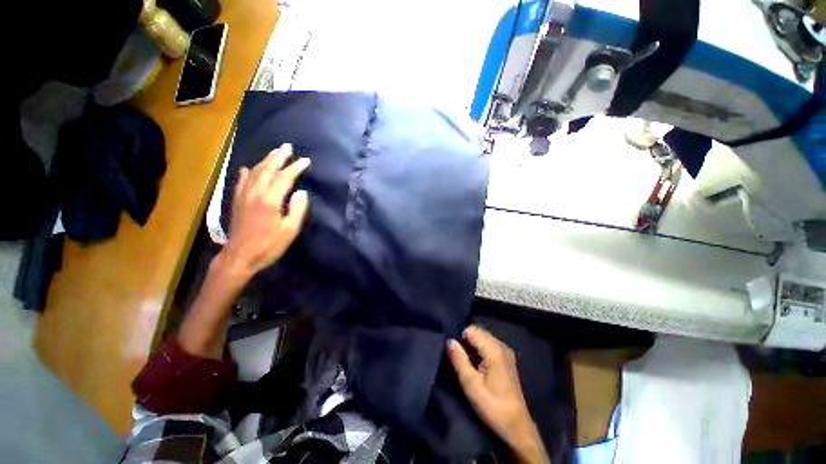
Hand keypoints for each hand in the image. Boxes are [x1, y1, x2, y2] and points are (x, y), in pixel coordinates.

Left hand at [222, 143, 309, 277]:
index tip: (306, 161)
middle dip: (279, 157)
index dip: (296, 167)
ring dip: (265, 160)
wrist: (239, 256)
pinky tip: (247, 167)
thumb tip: (302, 192)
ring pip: (254, 171)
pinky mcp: (237, 200)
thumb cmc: (269, 245)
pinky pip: (241, 181)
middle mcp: (255, 193)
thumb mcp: (290, 231)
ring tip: (275, 152)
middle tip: (287, 147)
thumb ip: (297, 210)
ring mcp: (244, 195)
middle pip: (268, 169)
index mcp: (270, 200)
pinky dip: (246, 172)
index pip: (285, 178)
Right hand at [448, 326, 547, 463]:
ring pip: (483, 337)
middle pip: (478, 331)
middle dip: (466, 341)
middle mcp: (501, 345)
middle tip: (459, 358)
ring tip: (466, 362)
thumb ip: (459, 360)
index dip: (460, 338)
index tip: (454, 353)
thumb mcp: (471, 385)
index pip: (471, 330)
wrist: (516, 426)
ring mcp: (506, 351)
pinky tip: (477, 365)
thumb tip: (449, 341)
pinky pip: (488, 344)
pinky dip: (479, 349)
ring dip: (472, 346)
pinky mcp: (507, 358)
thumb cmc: (492, 407)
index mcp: (494, 350)